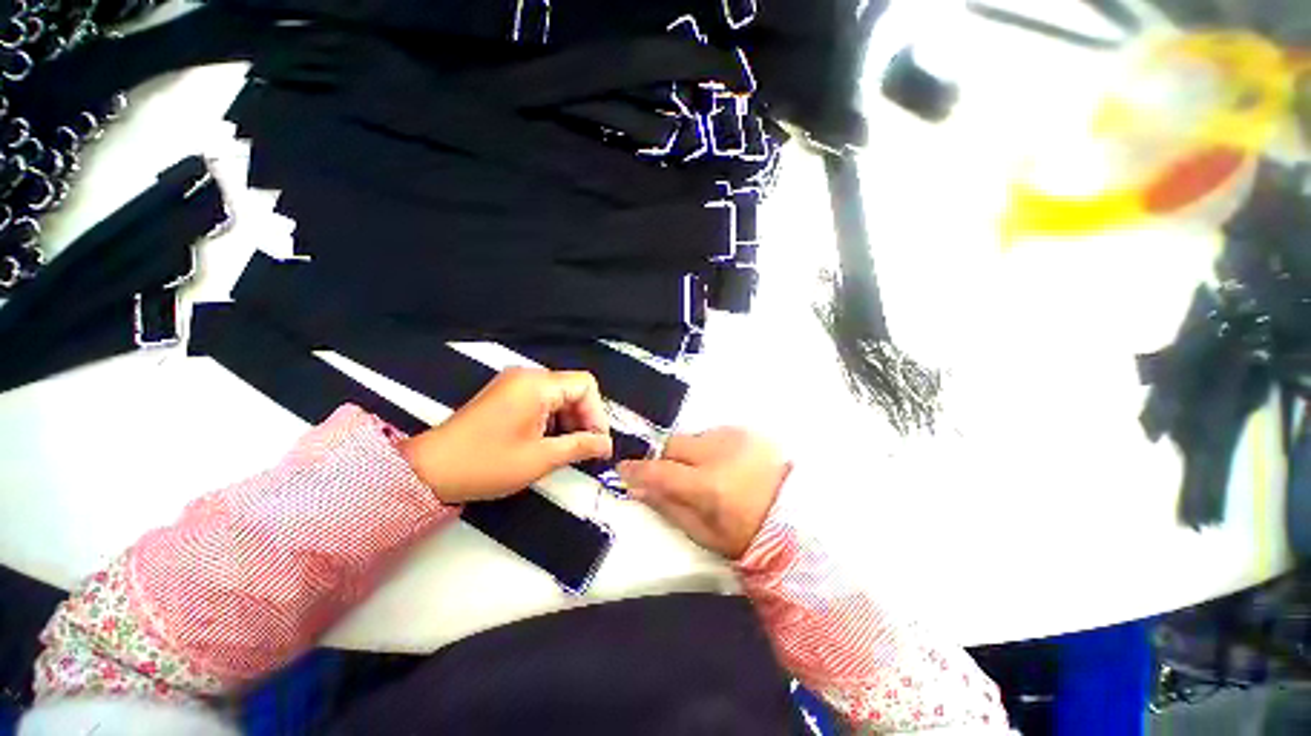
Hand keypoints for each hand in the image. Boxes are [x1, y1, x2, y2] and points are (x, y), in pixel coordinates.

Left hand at [400, 368, 612, 503]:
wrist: (429, 470)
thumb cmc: (487, 463)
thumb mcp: (541, 458)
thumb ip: (580, 447)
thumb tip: (606, 445)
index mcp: (537, 385)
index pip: (585, 386)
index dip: (597, 414)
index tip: (597, 442)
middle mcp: (528, 377)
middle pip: (573, 389)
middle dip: (584, 418)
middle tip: (586, 449)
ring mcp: (514, 384)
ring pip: (559, 396)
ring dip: (569, 421)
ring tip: (568, 449)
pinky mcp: (505, 395)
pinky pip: (542, 400)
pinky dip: (552, 419)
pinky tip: (549, 442)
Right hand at [617, 428, 789, 559]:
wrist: (799, 516)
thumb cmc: (748, 534)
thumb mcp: (704, 533)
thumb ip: (667, 507)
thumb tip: (637, 488)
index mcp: (709, 484)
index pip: (661, 471)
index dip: (637, 470)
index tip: (623, 469)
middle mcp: (720, 452)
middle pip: (674, 444)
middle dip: (665, 459)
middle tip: (672, 477)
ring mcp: (735, 436)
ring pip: (692, 438)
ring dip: (689, 453)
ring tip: (706, 473)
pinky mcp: (746, 430)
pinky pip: (712, 434)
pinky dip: (709, 447)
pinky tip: (724, 464)